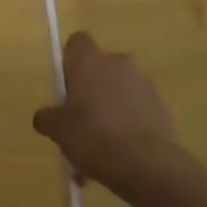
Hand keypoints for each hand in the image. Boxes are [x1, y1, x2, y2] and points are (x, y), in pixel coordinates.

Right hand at [33, 32, 182, 199]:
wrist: (146, 163)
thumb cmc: (93, 137)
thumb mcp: (57, 130)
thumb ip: (47, 117)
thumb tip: (45, 116)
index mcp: (89, 61)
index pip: (77, 43)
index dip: (69, 62)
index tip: (65, 88)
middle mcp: (118, 63)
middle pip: (98, 71)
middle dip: (88, 94)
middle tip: (78, 125)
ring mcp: (143, 83)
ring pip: (117, 94)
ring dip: (107, 114)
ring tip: (97, 153)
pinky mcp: (161, 105)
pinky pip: (135, 111)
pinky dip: (126, 127)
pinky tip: (118, 158)